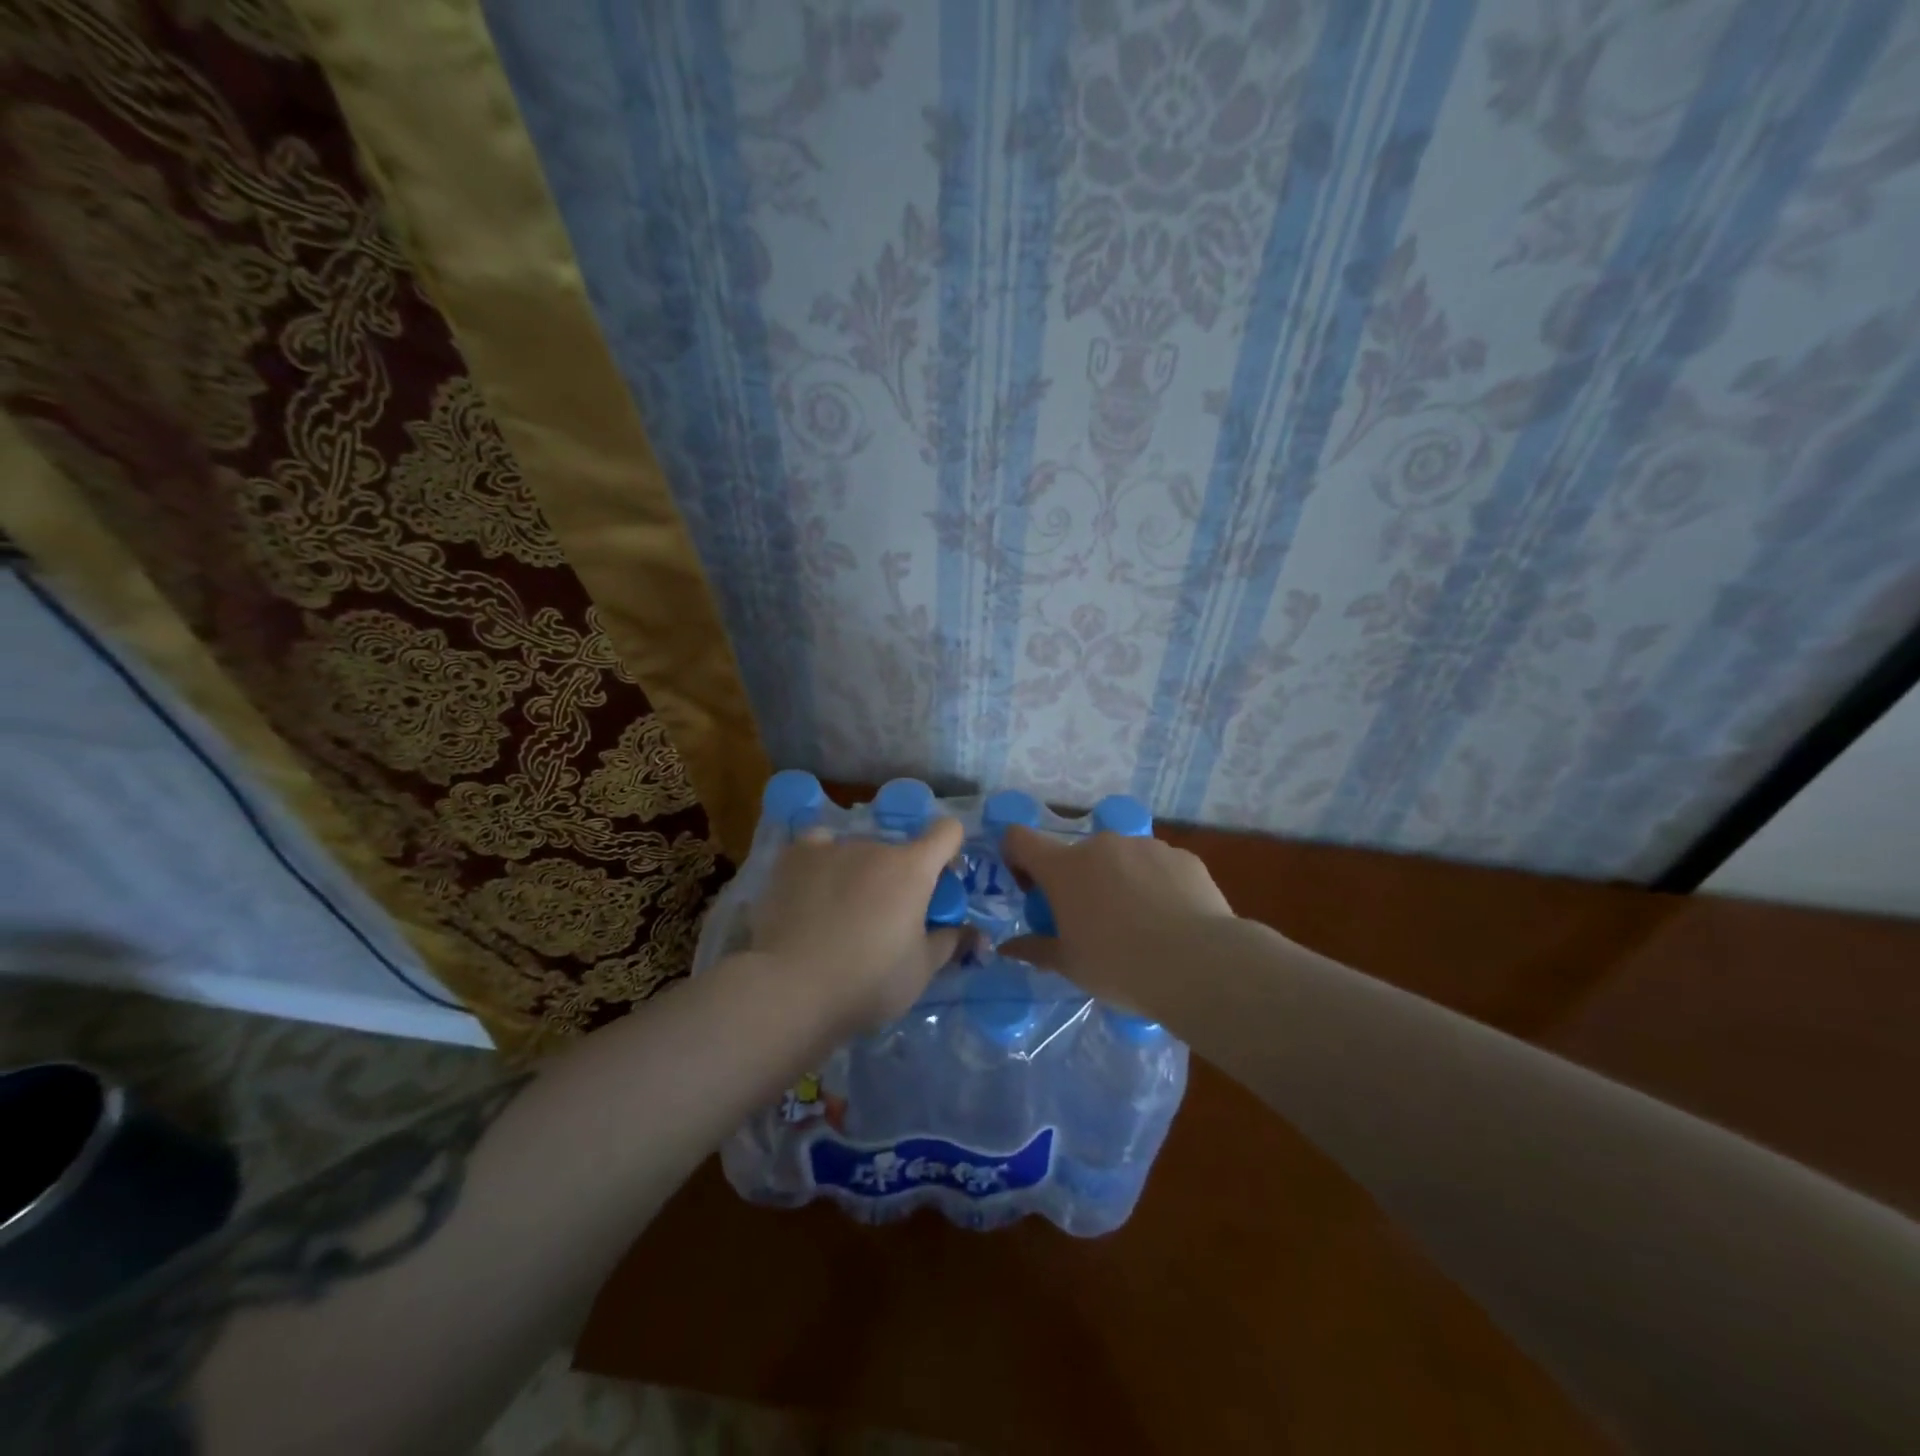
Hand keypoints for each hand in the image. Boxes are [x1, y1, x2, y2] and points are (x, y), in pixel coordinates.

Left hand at [747, 818, 966, 1035]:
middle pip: (897, 852)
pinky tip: (813, 887)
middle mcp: (875, 846)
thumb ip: (949, 942)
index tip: (939, 883)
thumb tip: (967, 930)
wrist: (792, 988)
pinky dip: (821, 861)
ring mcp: (832, 847)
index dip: (949, 852)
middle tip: (885, 920)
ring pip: (857, 853)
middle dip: (898, 879)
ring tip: (839, 915)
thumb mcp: (921, 971)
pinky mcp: (794, 857)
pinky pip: (818, 846)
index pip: (947, 832)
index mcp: (913, 869)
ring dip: (860, 874)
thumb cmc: (868, 982)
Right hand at [998, 823, 1234, 1009]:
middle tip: (1091, 923)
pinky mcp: (1182, 856)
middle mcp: (1101, 845)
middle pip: (1076, 855)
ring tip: (1139, 924)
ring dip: (1117, 881)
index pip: (1020, 838)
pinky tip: (1171, 920)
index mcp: (1064, 867)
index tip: (1031, 890)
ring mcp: (1144, 846)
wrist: (1199, 964)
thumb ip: (1035, 949)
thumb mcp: (1070, 966)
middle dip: (1077, 882)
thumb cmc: (1119, 966)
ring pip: (1119, 859)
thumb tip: (1007, 948)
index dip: (1017, 858)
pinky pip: (1157, 866)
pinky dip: (1155, 884)